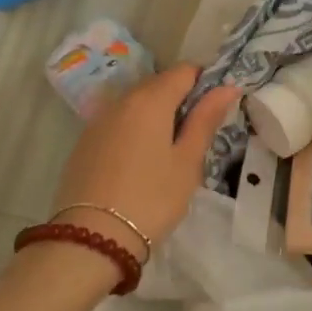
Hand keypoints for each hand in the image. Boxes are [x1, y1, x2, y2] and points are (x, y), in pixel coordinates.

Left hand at [52, 64, 239, 259]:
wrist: (90, 240)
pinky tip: (140, 162)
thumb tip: (227, 87)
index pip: (184, 70)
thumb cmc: (151, 198)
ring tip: (168, 151)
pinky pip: (117, 123)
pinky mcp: (84, 143)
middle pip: (158, 84)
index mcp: (150, 100)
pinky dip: (134, 130)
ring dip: (156, 115)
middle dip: (180, 99)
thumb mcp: (187, 161)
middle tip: (196, 134)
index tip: (215, 109)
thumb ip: (205, 119)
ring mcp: (98, 121)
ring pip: (136, 104)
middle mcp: (121, 100)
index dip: (204, 82)